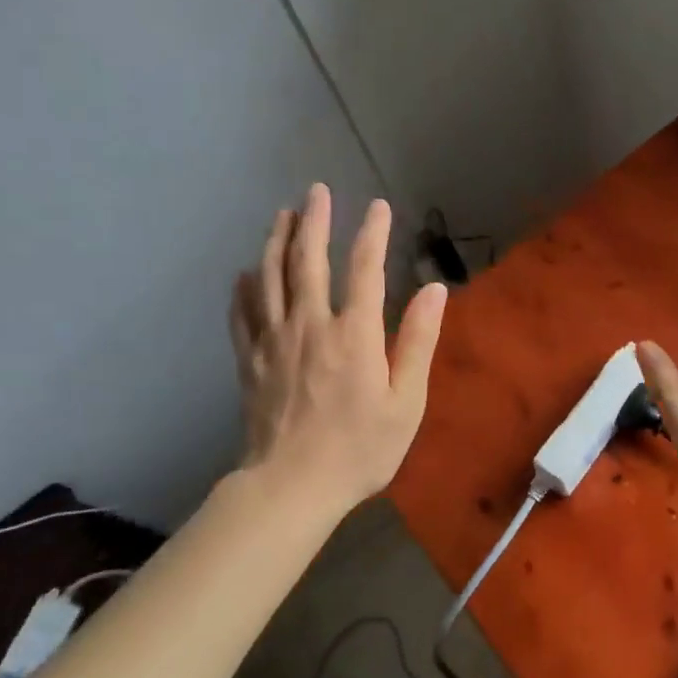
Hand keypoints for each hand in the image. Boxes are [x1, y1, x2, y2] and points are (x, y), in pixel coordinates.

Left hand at [230, 184, 446, 513]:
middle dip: (314, 221)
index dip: (372, 233)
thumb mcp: (406, 402)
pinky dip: (244, 288)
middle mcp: (310, 325)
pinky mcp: (250, 360)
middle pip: (309, 261)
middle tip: (315, 191)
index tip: (378, 206)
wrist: (291, 487)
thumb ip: (418, 341)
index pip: (365, 268)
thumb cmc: (359, 449)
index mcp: (353, 334)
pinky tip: (245, 273)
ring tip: (282, 215)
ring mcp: (274, 341)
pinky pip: (243, 314)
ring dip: (276, 241)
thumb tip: (434, 290)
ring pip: (270, 278)